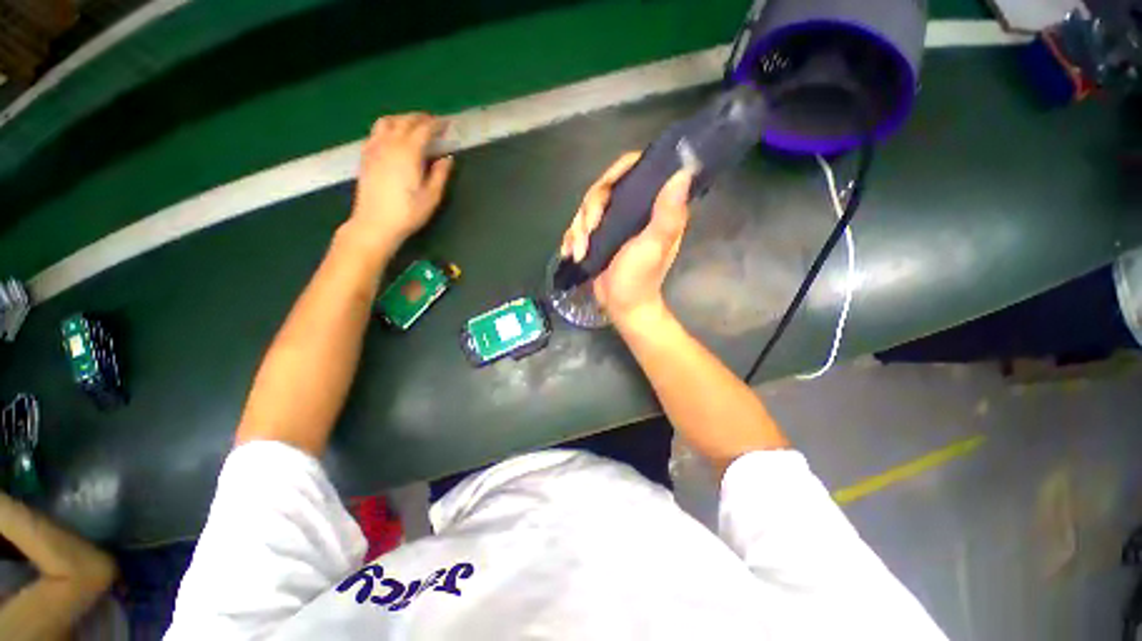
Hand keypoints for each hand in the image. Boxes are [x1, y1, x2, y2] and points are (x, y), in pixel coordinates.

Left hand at [350, 113, 453, 252]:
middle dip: (420, 118)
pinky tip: (392, 136)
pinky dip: (387, 127)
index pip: (424, 129)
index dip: (437, 125)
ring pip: (387, 122)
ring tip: (413, 124)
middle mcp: (390, 143)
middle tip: (433, 122)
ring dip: (402, 119)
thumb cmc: (408, 212)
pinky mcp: (365, 156)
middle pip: (405, 121)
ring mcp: (374, 148)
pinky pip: (375, 132)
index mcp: (408, 152)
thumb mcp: (432, 196)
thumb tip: (447, 158)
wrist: (375, 223)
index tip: (447, 124)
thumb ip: (440, 174)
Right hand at [561, 153, 692, 324]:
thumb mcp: (654, 246)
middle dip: (589, 211)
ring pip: (587, 209)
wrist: (623, 307)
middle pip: (603, 190)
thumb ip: (667, 213)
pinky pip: (579, 228)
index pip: (634, 170)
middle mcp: (633, 211)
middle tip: (588, 233)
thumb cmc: (640, 279)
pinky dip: (572, 239)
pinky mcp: (599, 238)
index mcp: (653, 207)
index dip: (617, 172)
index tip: (604, 189)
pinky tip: (571, 253)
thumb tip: (683, 172)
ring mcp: (614, 225)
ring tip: (580, 252)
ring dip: (578, 230)